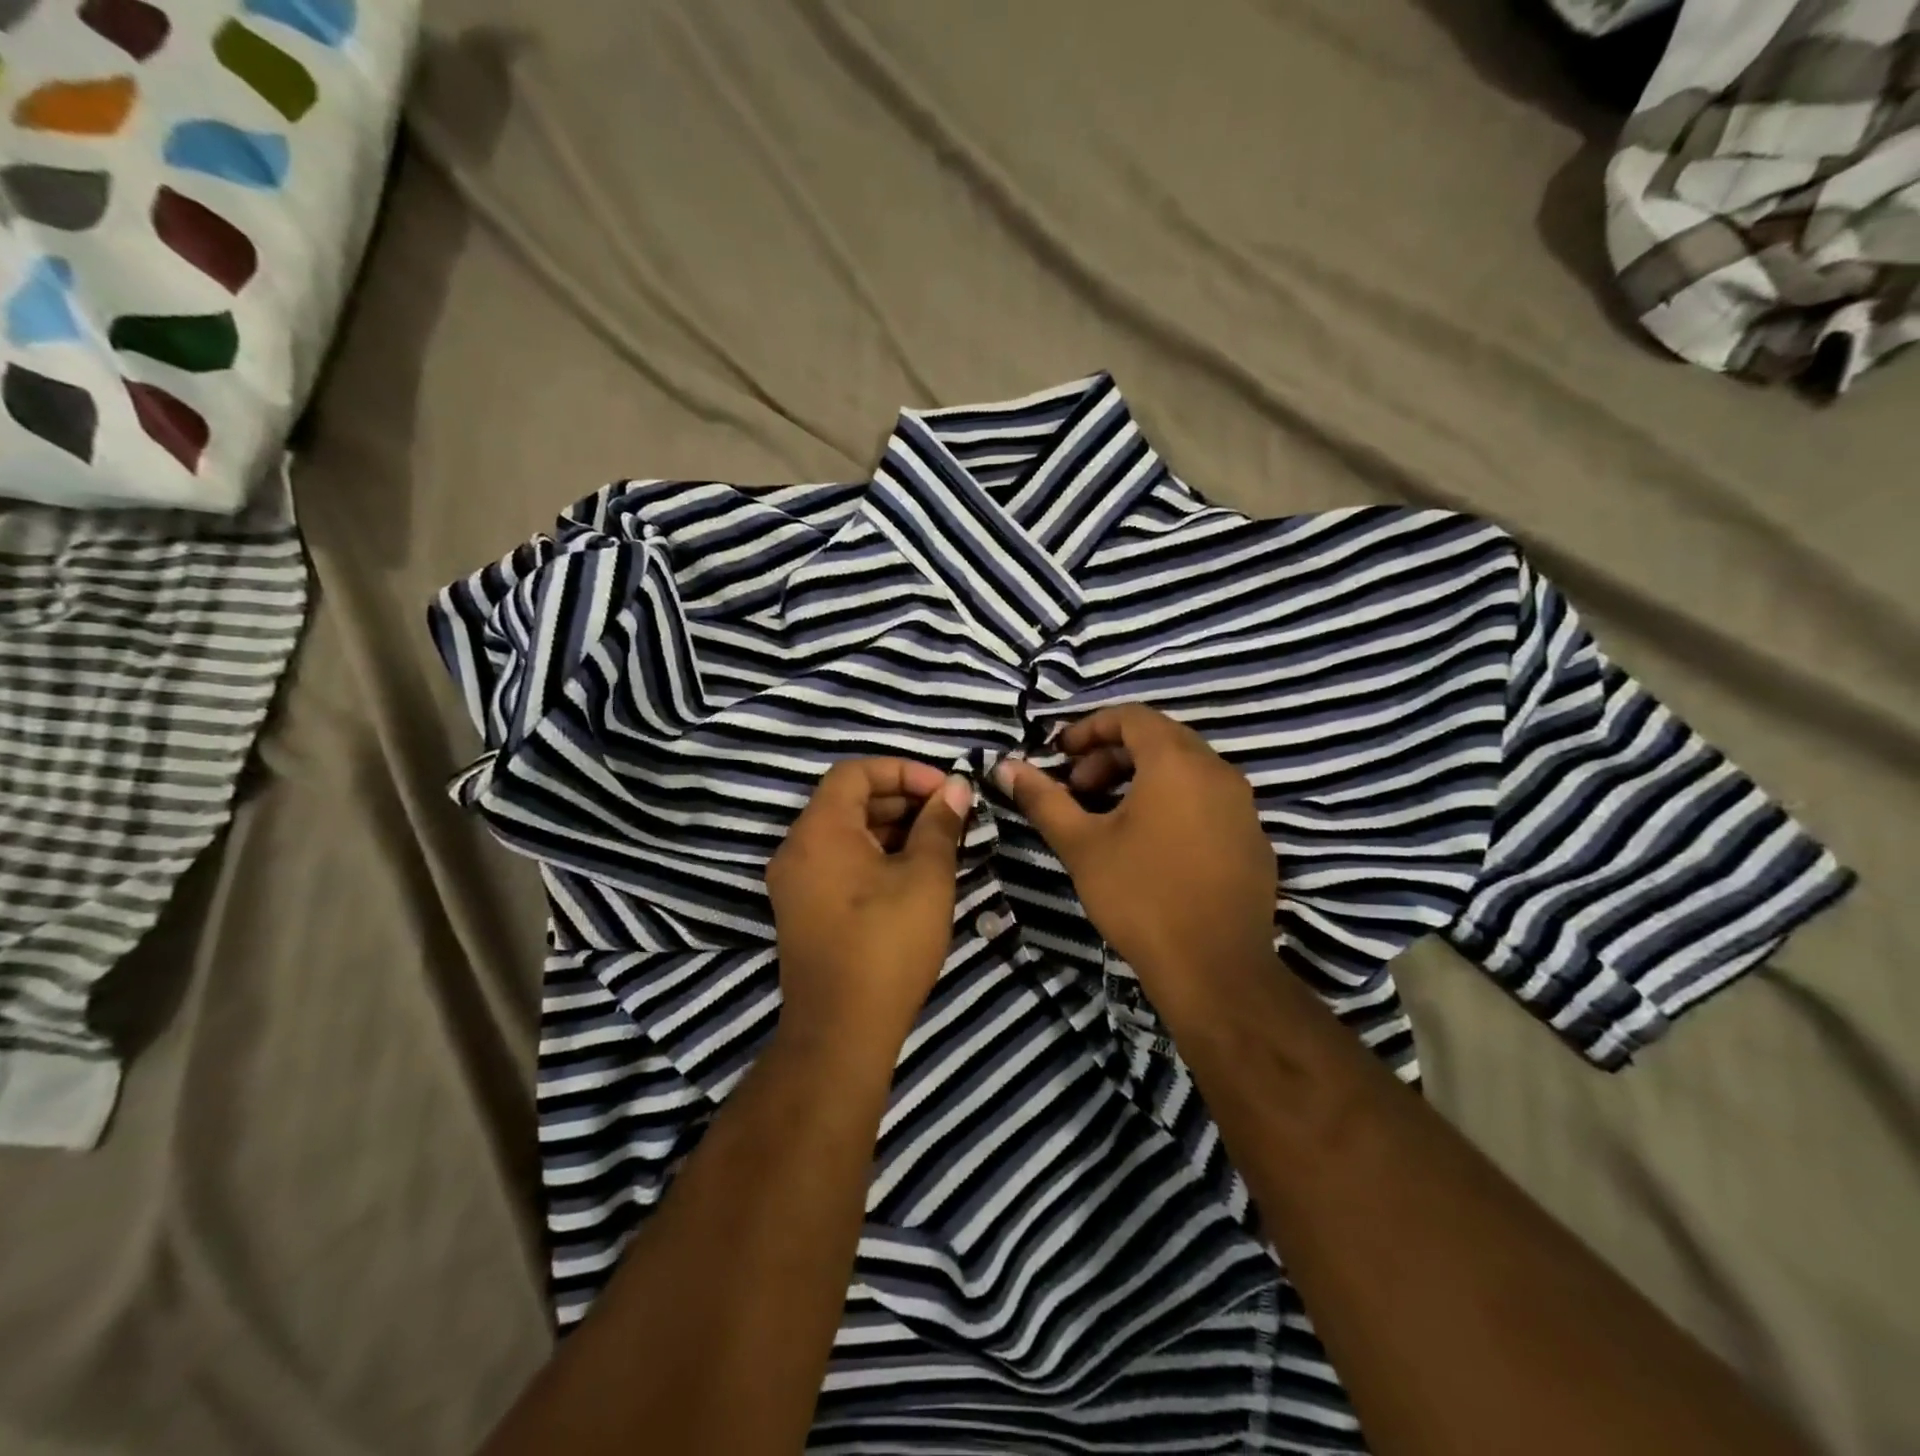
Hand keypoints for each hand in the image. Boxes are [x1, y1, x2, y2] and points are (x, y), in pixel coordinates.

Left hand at [767, 759, 973, 1058]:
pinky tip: (912, 875)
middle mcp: (797, 849)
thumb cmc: (887, 943)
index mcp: (819, 830)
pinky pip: (838, 864)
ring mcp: (795, 884)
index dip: (903, 771)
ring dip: (891, 830)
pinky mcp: (802, 912)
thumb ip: (940, 825)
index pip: (855, 772)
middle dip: (902, 800)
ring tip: (938, 844)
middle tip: (948, 816)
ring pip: (844, 835)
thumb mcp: (926, 877)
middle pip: (848, 801)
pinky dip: (873, 857)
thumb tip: (955, 789)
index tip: (944, 790)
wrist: (841, 1032)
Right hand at [994, 705, 1276, 1013]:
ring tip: (1108, 818)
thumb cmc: (1140, 896)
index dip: (1089, 728)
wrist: (1215, 969)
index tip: (1059, 756)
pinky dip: (1173, 804)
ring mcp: (1243, 807)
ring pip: (1186, 772)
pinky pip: (1207, 802)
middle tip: (1078, 790)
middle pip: (1159, 740)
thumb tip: (1005, 766)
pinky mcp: (1253, 840)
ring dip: (1141, 780)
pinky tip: (1151, 846)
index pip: (1131, 716)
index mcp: (1177, 762)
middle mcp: (1218, 772)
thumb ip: (1042, 799)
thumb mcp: (1081, 844)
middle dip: (1111, 756)